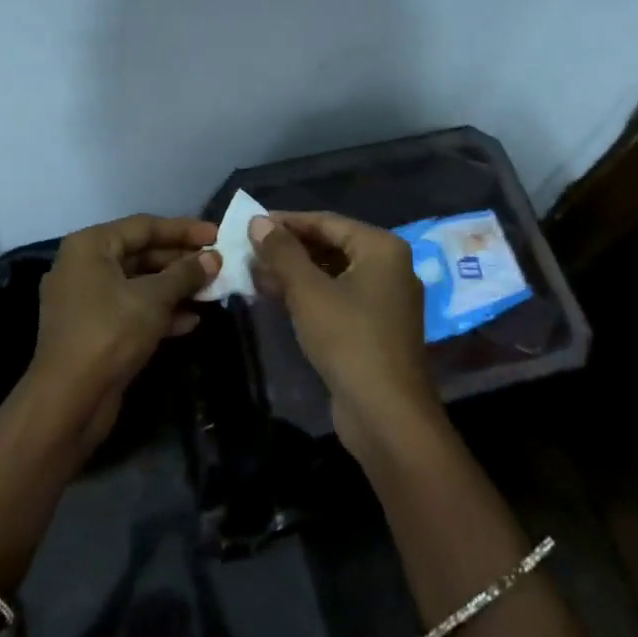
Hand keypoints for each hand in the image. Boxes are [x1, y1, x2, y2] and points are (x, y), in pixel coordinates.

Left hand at [28, 214, 219, 453]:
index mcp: (90, 246)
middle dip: (181, 261)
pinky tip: (191, 320)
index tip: (217, 235)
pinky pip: (131, 309)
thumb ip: (185, 274)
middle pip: (141, 253)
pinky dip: (159, 312)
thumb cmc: (110, 333)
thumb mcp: (154, 298)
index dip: (184, 230)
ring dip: (175, 288)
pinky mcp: (93, 329)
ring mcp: (86, 300)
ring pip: (138, 284)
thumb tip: (213, 259)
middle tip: (218, 264)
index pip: (144, 226)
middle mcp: (84, 266)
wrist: (69, 400)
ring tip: (212, 291)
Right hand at [248, 211, 442, 457]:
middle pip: (331, 246)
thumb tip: (258, 221)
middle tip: (248, 251)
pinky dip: (309, 295)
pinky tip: (276, 297)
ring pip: (332, 274)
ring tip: (254, 273)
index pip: (327, 222)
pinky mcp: (375, 328)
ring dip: (294, 273)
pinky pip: (337, 297)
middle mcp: (389, 267)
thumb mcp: (308, 291)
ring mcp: (384, 299)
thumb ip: (282, 252)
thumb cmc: (348, 339)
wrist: (386, 414)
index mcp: (382, 248)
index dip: (286, 222)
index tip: (250, 224)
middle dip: (289, 249)